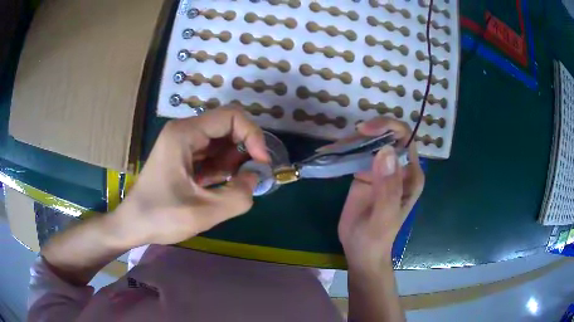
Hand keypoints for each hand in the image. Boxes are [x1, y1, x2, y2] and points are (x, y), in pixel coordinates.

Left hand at [113, 107, 269, 246]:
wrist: (133, 224)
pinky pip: (211, 154)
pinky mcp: (183, 156)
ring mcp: (182, 143)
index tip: (261, 163)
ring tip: (229, 186)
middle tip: (249, 177)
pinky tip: (218, 186)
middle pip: (227, 126)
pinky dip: (222, 168)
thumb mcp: (203, 213)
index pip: (231, 116)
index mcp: (184, 134)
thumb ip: (238, 197)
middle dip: (244, 150)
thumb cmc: (160, 217)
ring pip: (221, 141)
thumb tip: (254, 177)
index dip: (253, 135)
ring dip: (233, 162)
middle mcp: (184, 131)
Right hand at [337, 117, 423, 271]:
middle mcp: (399, 167)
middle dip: (368, 131)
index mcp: (411, 174)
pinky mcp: (365, 173)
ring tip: (333, 147)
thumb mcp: (384, 217)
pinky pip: (357, 154)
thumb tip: (385, 150)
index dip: (388, 127)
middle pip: (387, 135)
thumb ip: (388, 187)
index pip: (406, 139)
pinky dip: (343, 150)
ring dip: (353, 139)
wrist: (360, 251)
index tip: (365, 131)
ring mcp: (381, 168)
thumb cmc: (376, 238)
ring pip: (371, 141)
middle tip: (346, 140)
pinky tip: (328, 151)